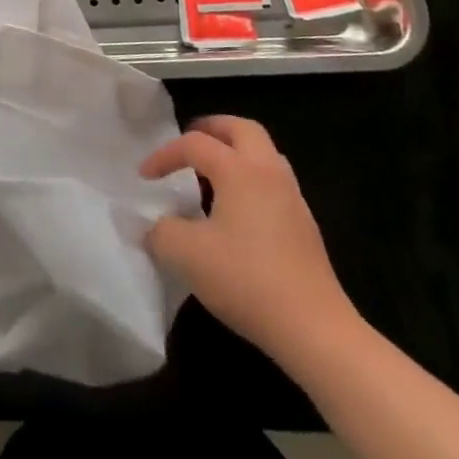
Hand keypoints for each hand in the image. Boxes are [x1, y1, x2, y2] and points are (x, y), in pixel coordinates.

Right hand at [140, 116, 361, 365]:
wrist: (314, 329)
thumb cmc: (246, 279)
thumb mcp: (185, 254)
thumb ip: (160, 231)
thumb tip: (156, 226)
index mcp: (240, 170)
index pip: (195, 144)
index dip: (165, 155)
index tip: (144, 177)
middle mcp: (269, 173)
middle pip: (242, 129)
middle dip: (212, 129)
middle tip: (188, 143)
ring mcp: (292, 199)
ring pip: (263, 155)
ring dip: (234, 154)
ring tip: (209, 174)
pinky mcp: (304, 227)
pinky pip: (272, 183)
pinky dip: (249, 180)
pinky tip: (234, 211)